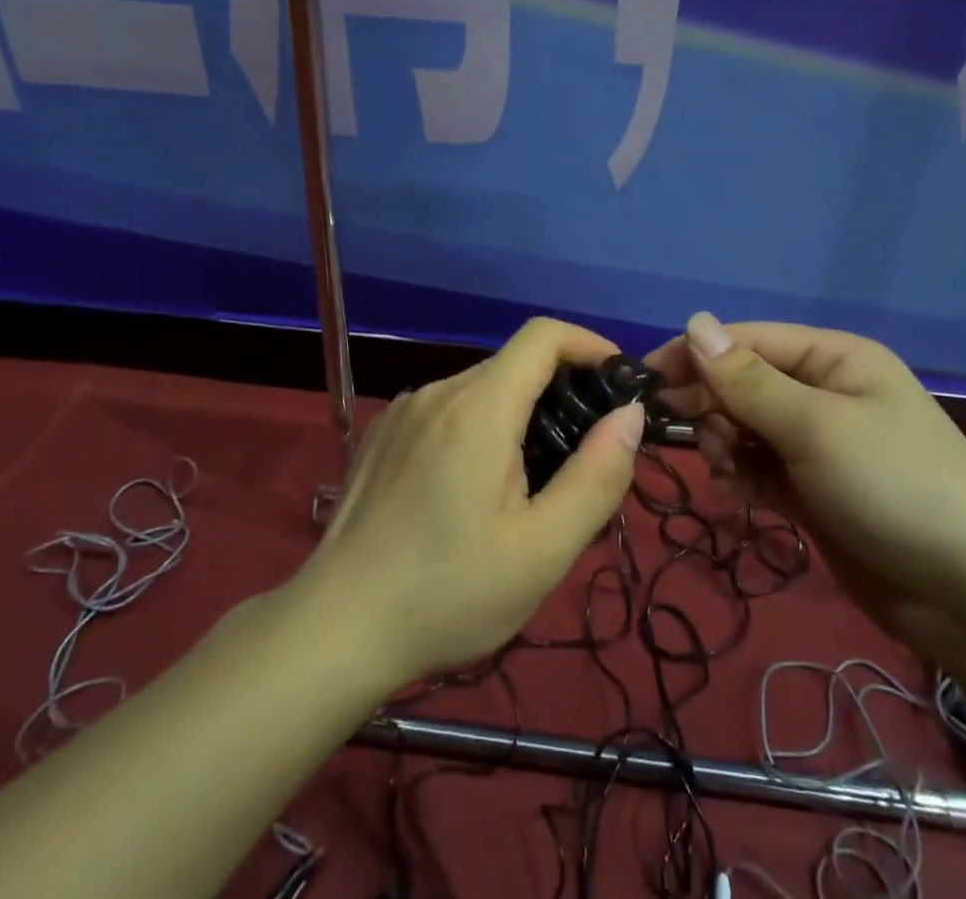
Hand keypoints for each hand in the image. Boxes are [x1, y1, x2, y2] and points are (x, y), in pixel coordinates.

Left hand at [297, 318, 644, 688]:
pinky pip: (447, 410)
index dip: (588, 345)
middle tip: (580, 457)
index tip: (618, 383)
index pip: (543, 336)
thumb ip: (597, 476)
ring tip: (528, 485)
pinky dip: (479, 427)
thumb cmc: (448, 594)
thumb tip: (629, 415)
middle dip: (559, 393)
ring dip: (518, 416)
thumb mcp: (542, 551)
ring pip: (481, 390)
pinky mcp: (384, 433)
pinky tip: (472, 490)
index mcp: (479, 407)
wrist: (336, 628)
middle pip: (514, 365)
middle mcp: (439, 392)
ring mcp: (405, 410)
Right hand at [646, 313, 965, 660]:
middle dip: (712, 406)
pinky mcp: (814, 487)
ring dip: (725, 442)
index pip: (747, 340)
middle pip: (743, 382)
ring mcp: (819, 442)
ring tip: (727, 469)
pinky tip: (737, 491)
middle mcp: (824, 391)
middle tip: (693, 437)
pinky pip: (760, 465)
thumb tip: (693, 321)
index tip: (645, 380)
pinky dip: (742, 473)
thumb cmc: (894, 487)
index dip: (695, 355)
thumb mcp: (815, 426)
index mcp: (834, 358)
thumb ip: (747, 379)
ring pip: (745, 426)